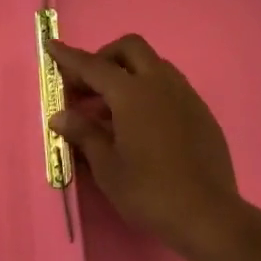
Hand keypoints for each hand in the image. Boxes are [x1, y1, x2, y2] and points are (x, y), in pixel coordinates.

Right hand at [46, 35, 249, 260]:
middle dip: (105, 57)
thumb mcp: (107, 167)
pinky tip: (141, 124)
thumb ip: (84, 134)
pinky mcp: (201, 112)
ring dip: (128, 74)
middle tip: (87, 85)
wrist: (208, 214)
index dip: (70, 57)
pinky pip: (170, 86)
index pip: (94, 66)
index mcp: (133, 93)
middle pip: (130, 49)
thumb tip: (61, 116)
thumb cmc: (149, 191)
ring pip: (154, 65)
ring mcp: (185, 95)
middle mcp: (161, 83)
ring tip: (110, 109)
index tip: (52, 46)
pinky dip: (149, 90)